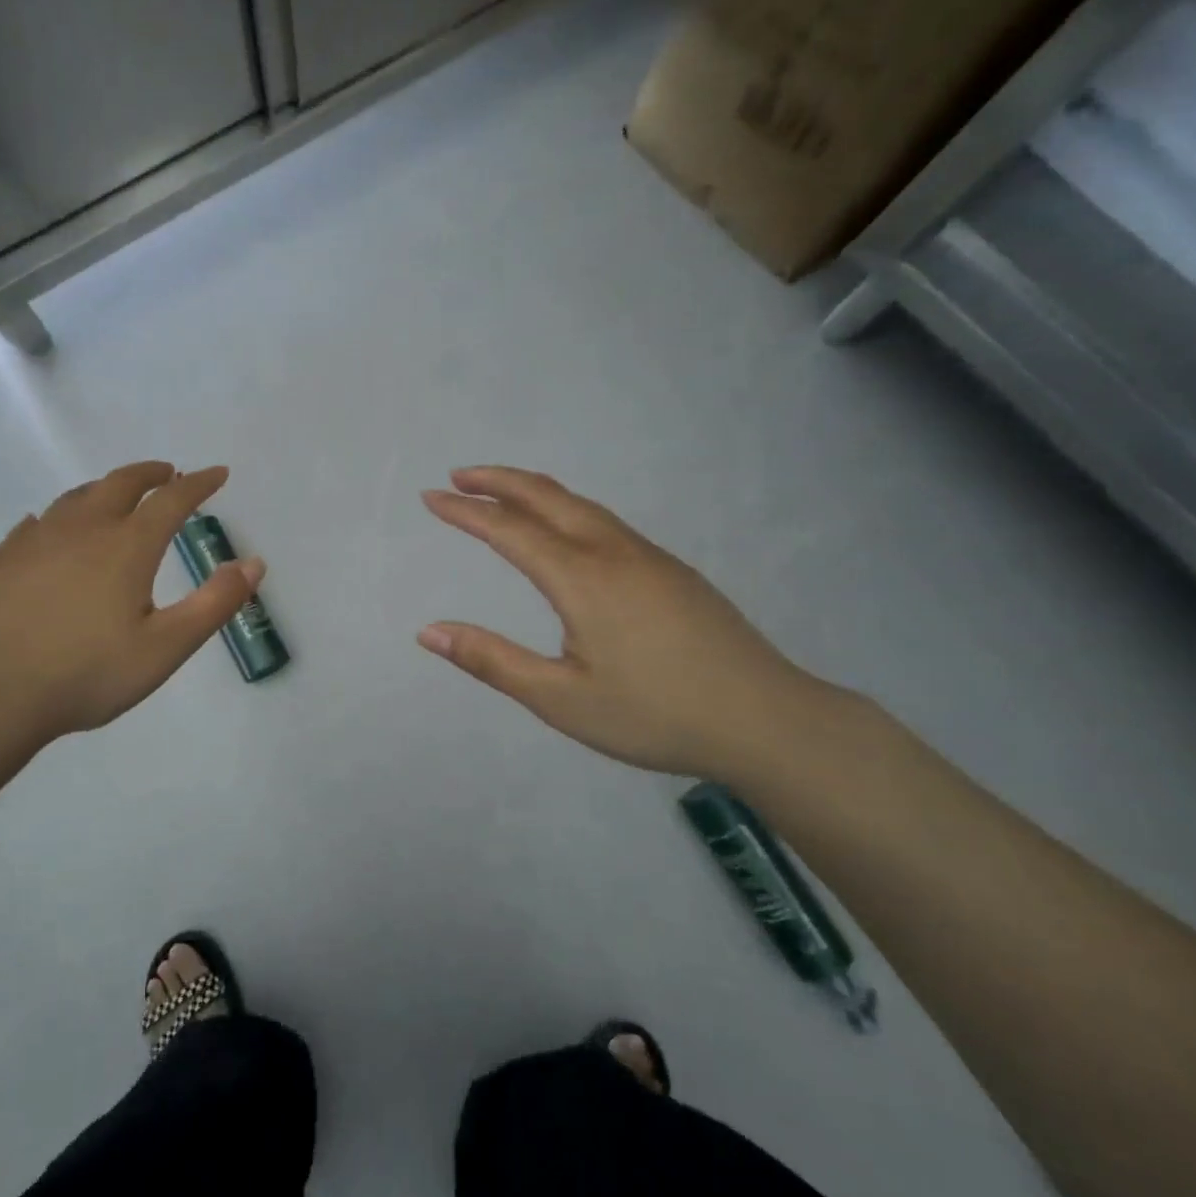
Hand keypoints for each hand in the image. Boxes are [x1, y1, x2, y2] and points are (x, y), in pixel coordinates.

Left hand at [0, 462, 261, 760]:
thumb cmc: (88, 674)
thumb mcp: (166, 647)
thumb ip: (215, 603)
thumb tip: (255, 563)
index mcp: (128, 546)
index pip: (173, 499)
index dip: (200, 483)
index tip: (218, 474)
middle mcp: (83, 529)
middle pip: (121, 483)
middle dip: (151, 474)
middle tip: (168, 474)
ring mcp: (37, 540)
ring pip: (77, 497)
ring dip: (106, 488)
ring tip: (118, 496)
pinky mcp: (4, 559)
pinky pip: (38, 522)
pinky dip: (60, 516)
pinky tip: (53, 529)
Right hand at [419, 467, 832, 779]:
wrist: (767, 720)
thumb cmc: (654, 715)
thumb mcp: (560, 699)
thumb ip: (491, 661)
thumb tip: (428, 631)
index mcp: (581, 578)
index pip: (509, 529)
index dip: (465, 511)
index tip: (430, 496)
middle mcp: (613, 552)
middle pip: (547, 496)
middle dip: (498, 480)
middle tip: (458, 476)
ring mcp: (648, 557)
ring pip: (581, 504)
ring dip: (533, 490)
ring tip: (501, 494)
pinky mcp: (672, 570)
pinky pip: (605, 521)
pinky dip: (566, 508)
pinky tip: (565, 530)